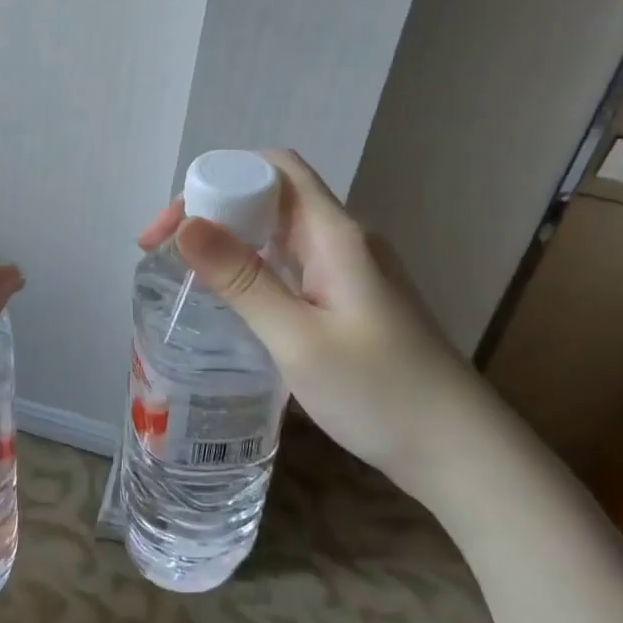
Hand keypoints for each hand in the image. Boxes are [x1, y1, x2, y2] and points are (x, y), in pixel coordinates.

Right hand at [137, 150, 483, 494]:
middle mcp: (345, 241)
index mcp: (337, 236)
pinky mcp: (352, 300)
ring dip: (231, 240)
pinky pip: (293, 264)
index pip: (275, 169)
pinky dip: (254, 268)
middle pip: (272, 197)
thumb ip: (243, 280)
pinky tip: (233, 300)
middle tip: (163, 251)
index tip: (173, 225)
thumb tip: (185, 225)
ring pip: (281, 233)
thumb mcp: (298, 339)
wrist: (460, 452)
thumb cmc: (380, 393)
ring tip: (185, 272)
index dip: (218, 179)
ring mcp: (352, 272)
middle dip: (213, 210)